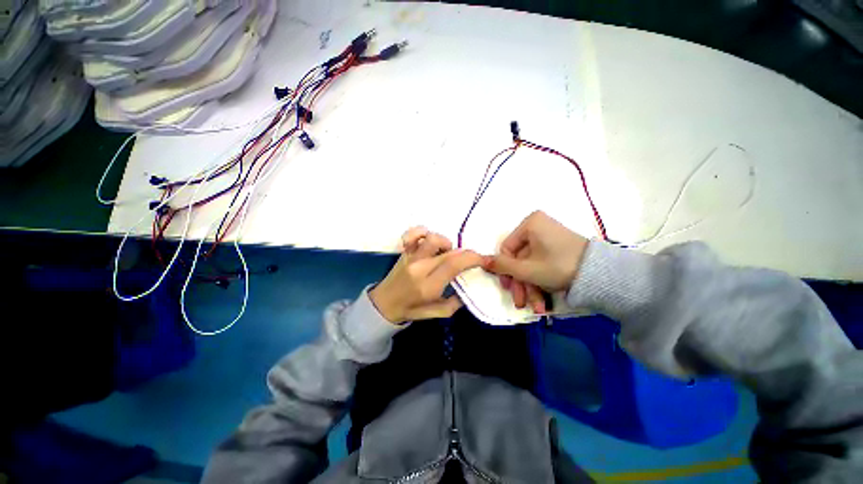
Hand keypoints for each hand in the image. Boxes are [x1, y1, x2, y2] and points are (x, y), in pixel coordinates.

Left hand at [370, 227, 483, 323]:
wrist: (383, 304)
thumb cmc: (411, 309)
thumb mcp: (437, 313)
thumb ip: (455, 303)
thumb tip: (467, 289)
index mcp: (428, 286)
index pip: (454, 265)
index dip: (472, 258)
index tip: (483, 259)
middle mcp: (420, 268)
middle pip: (448, 252)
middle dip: (466, 253)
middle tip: (470, 259)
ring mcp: (411, 257)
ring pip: (432, 238)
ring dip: (446, 243)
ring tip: (447, 252)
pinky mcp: (405, 251)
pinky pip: (412, 234)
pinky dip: (422, 232)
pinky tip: (428, 240)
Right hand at [484, 211, 588, 307]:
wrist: (601, 275)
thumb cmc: (558, 266)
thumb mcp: (526, 269)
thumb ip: (501, 266)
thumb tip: (480, 260)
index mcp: (530, 224)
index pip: (507, 249)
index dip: (505, 270)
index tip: (508, 287)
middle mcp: (538, 227)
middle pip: (519, 259)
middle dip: (520, 284)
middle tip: (520, 302)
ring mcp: (548, 238)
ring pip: (530, 265)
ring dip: (530, 288)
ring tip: (536, 308)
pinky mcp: (557, 249)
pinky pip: (541, 265)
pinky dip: (540, 282)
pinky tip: (543, 302)